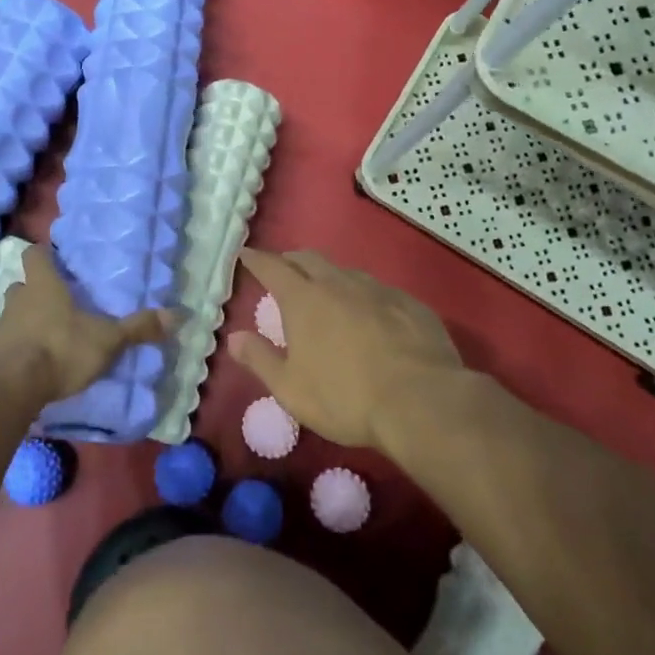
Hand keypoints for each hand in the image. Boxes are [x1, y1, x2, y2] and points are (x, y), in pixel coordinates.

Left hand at [0, 243, 175, 404]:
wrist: (10, 389)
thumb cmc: (60, 349)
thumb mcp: (107, 340)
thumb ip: (138, 328)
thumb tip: (178, 315)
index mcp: (42, 285)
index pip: (34, 255)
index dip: (43, 255)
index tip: (56, 261)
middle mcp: (17, 300)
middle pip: (22, 285)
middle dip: (36, 292)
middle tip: (58, 303)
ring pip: (12, 315)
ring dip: (27, 322)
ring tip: (50, 337)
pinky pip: (6, 345)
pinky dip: (19, 350)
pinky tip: (35, 365)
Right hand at [226, 248, 468, 448]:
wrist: (421, 400)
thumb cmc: (345, 397)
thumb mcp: (291, 389)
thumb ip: (259, 359)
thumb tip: (233, 338)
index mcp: (304, 300)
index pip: (272, 267)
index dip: (256, 259)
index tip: (246, 254)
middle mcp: (338, 284)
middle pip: (309, 259)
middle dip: (291, 261)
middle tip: (283, 270)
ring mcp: (377, 290)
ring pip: (345, 272)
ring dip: (329, 276)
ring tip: (326, 292)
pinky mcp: (410, 303)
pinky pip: (379, 290)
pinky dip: (364, 296)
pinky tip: (370, 314)